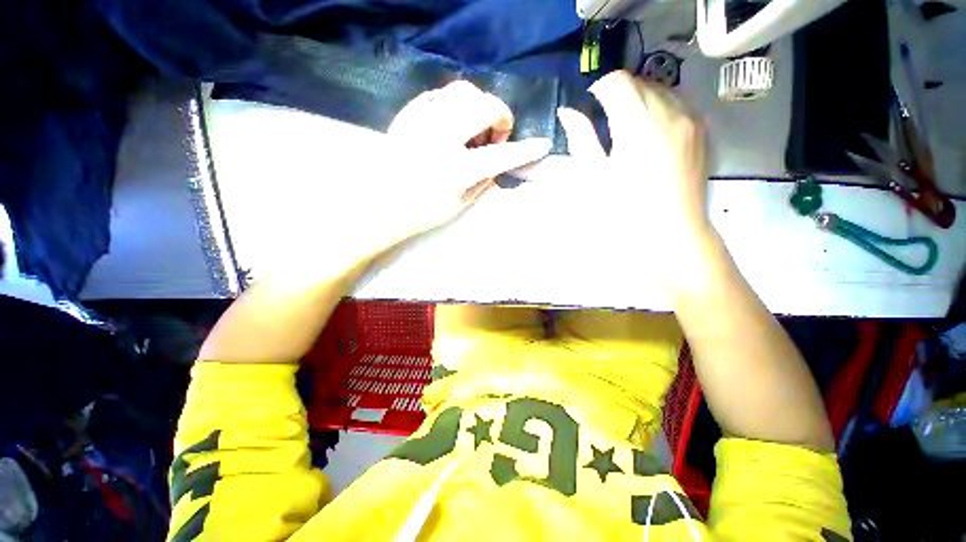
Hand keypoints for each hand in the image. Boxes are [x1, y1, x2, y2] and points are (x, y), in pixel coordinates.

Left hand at [360, 80, 550, 256]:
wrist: (381, 206)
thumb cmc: (422, 213)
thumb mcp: (460, 204)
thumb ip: (483, 180)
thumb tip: (497, 162)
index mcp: (457, 169)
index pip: (501, 155)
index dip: (526, 150)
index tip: (543, 145)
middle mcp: (441, 139)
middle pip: (484, 106)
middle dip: (501, 117)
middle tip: (496, 136)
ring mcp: (422, 122)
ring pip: (462, 92)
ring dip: (478, 106)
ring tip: (473, 128)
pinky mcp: (408, 115)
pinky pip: (438, 95)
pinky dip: (453, 105)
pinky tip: (451, 123)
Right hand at [556, 70, 709, 241]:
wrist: (671, 230)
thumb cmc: (625, 207)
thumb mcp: (595, 175)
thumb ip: (581, 138)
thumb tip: (568, 111)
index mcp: (637, 123)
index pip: (617, 81)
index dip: (599, 88)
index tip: (590, 106)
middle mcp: (669, 111)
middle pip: (639, 81)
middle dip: (618, 93)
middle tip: (606, 121)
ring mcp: (690, 118)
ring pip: (660, 89)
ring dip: (640, 99)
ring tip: (629, 127)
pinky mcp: (702, 129)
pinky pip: (678, 102)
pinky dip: (660, 107)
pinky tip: (652, 133)